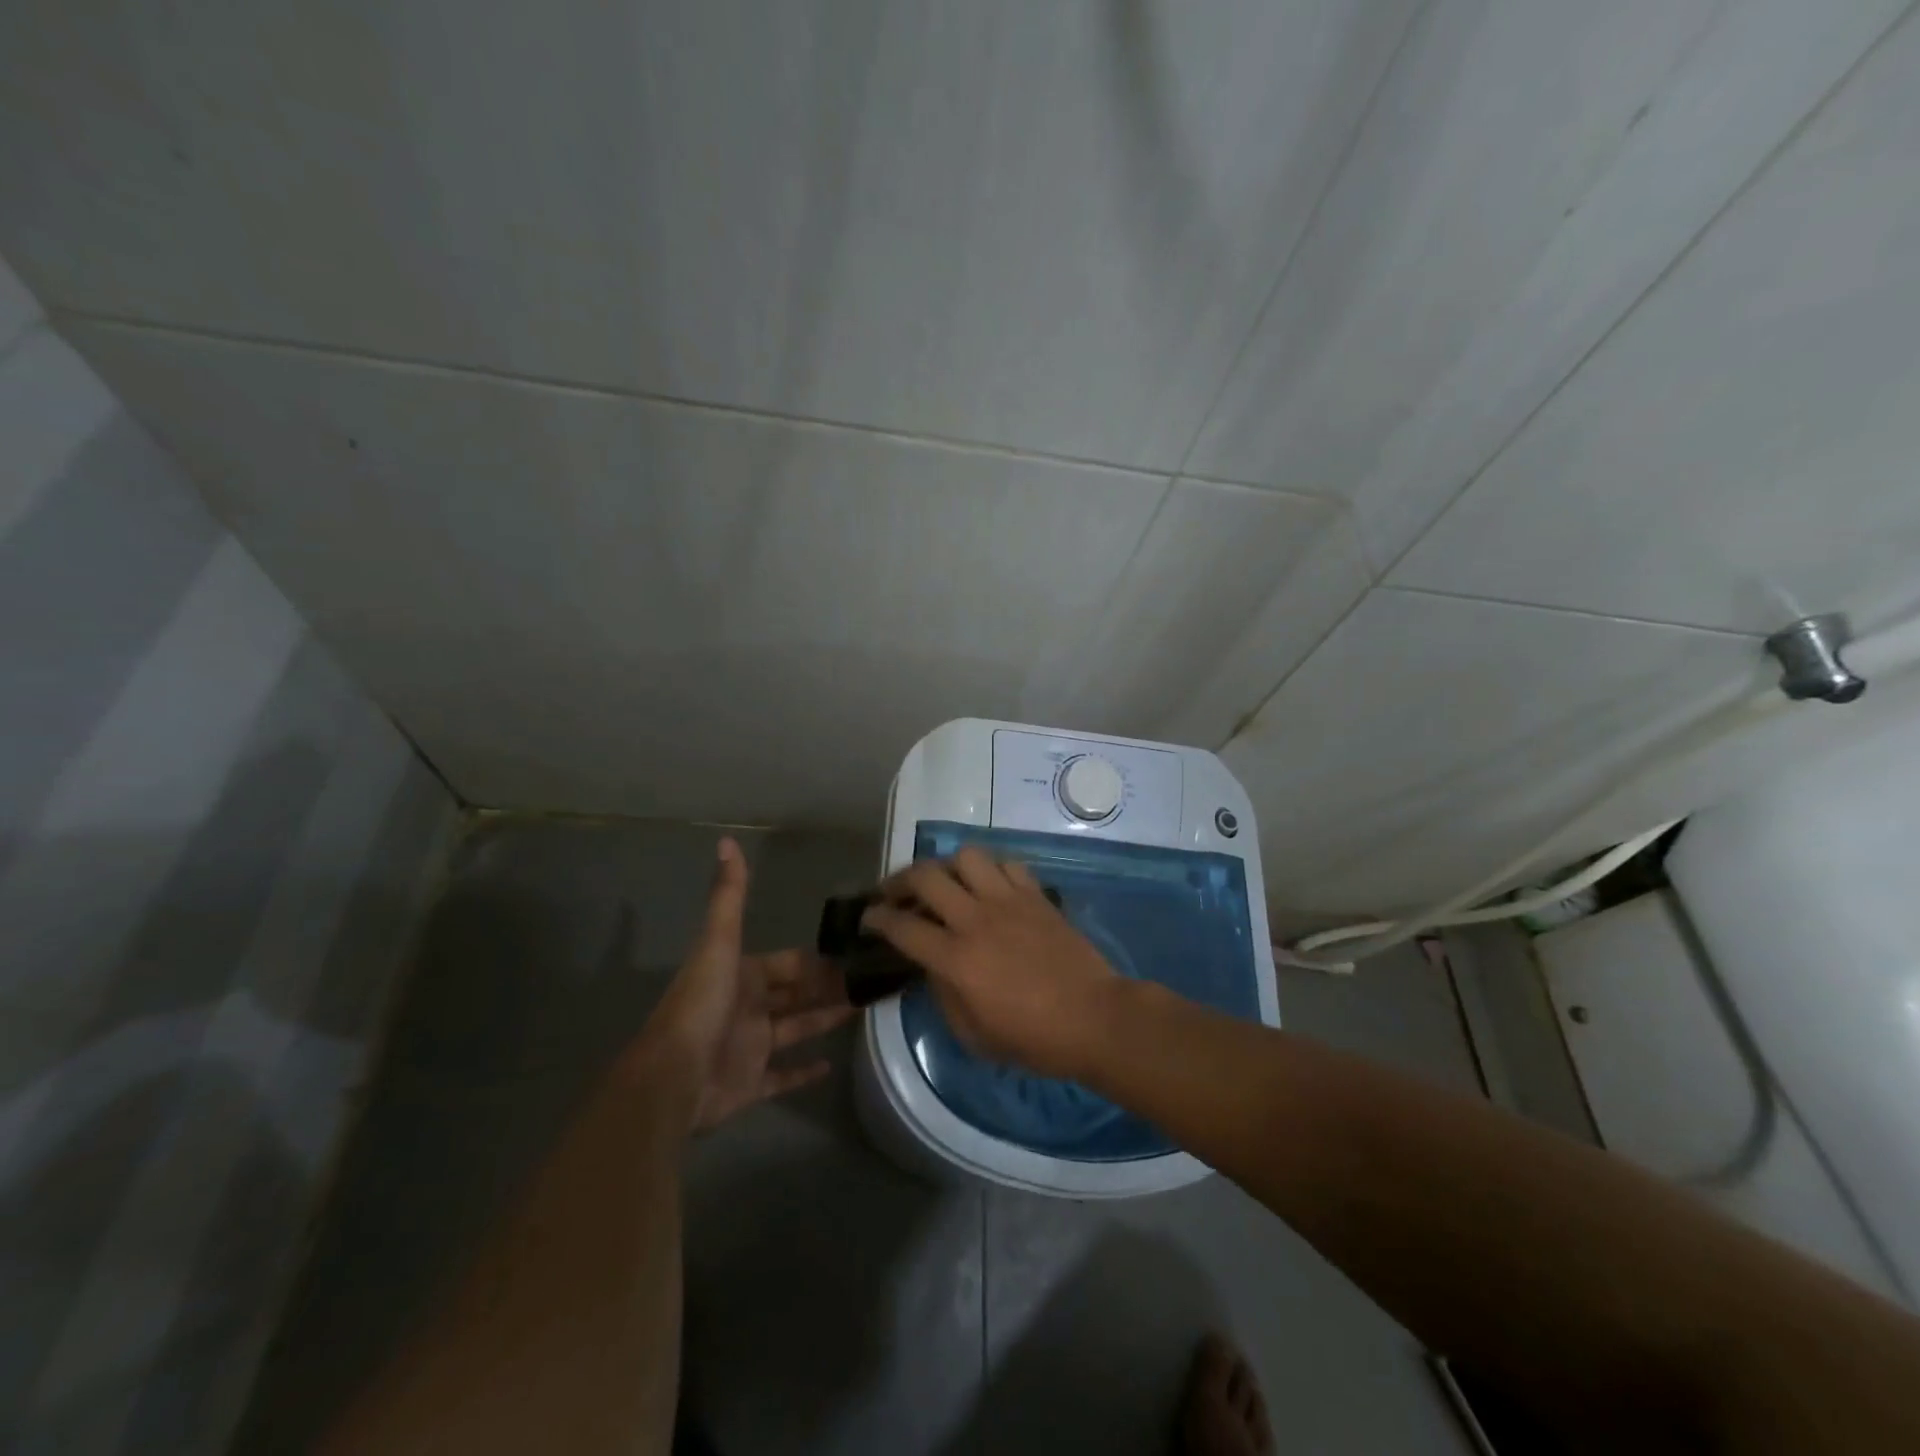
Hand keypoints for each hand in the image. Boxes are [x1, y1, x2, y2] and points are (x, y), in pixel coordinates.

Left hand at [628, 837, 852, 1131]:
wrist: (672, 1077)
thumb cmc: (701, 1005)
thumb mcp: (718, 943)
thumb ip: (729, 896)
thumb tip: (726, 841)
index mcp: (743, 975)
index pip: (788, 963)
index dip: (817, 960)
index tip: (853, 954)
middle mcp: (748, 1008)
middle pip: (796, 994)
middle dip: (828, 987)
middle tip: (870, 982)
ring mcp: (750, 1048)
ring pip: (796, 1029)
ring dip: (825, 1020)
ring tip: (864, 1011)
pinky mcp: (751, 1085)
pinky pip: (783, 1076)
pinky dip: (804, 1073)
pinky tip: (831, 1065)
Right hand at [861, 848, 1117, 1078]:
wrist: (1095, 1017)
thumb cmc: (1034, 1039)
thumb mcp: (974, 1034)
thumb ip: (944, 995)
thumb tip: (933, 965)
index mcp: (956, 958)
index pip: (902, 927)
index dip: (877, 919)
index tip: (868, 917)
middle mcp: (976, 919)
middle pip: (926, 877)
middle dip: (900, 880)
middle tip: (895, 893)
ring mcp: (1009, 901)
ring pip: (967, 857)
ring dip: (948, 867)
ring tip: (946, 883)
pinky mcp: (1036, 895)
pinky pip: (1006, 865)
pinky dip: (990, 871)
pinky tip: (989, 887)